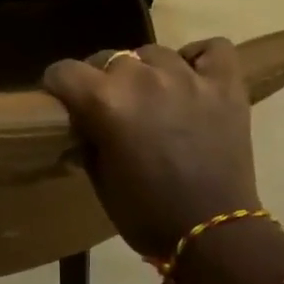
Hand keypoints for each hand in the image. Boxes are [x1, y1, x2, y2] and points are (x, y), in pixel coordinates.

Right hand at [42, 40, 261, 260]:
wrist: (212, 234)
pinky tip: (192, 77)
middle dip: (102, 80)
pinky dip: (198, 59)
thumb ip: (87, 139)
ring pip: (153, 53)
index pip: (64, 71)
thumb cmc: (146, 214)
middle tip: (110, 108)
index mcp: (105, 102)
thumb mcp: (99, 179)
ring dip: (146, 72)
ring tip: (153, 97)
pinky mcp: (225, 85)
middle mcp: (143, 79)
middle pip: (109, 58)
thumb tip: (83, 123)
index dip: (58, 86)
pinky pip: (212, 49)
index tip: (62, 101)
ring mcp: (188, 77)